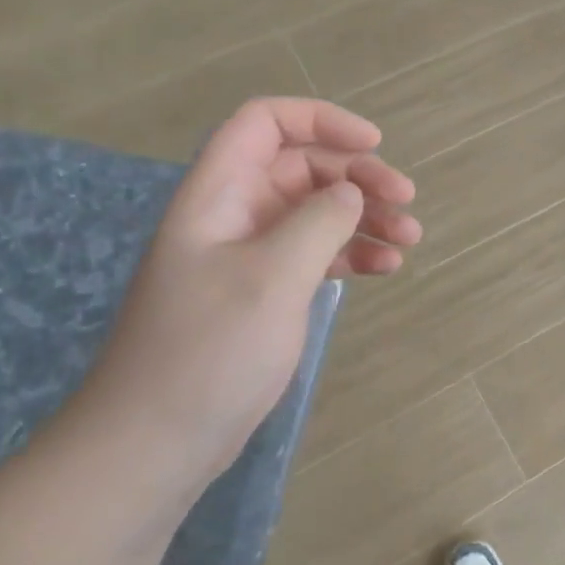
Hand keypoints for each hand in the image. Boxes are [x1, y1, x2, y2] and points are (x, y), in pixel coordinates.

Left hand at [66, 97, 420, 488]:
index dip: (321, 120)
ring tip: (409, 239)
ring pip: (315, 211)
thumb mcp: (272, 278)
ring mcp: (249, 255)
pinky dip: (352, 253)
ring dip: (364, 216)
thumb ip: (319, 222)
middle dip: (357, 175)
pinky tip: (386, 268)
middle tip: (405, 201)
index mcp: (219, 194)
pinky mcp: (263, 291)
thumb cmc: (209, 352)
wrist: (155, 444)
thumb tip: (351, 191)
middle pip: (302, 166)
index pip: (265, 123)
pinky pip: (315, 253)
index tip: (373, 144)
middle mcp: (234, 214)